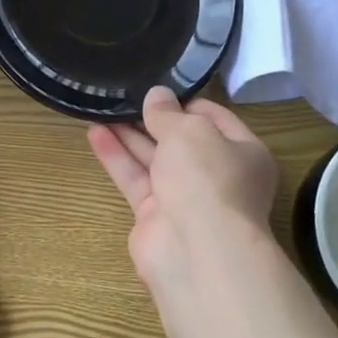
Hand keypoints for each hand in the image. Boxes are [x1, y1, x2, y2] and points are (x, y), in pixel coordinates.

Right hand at [87, 86, 278, 303]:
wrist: (196, 250)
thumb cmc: (207, 178)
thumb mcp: (190, 132)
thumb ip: (168, 113)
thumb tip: (157, 95)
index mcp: (243, 152)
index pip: (215, 118)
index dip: (185, 101)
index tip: (157, 86)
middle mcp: (216, 175)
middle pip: (181, 140)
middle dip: (153, 118)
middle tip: (123, 94)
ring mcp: (185, 197)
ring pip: (153, 159)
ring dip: (129, 134)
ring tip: (101, 107)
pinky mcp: (155, 215)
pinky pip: (135, 179)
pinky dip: (117, 157)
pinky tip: (94, 132)